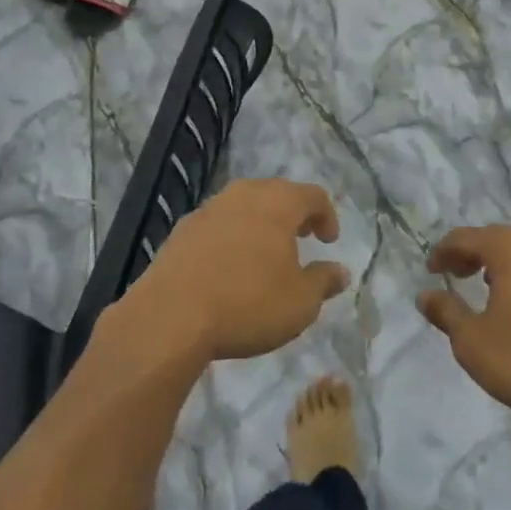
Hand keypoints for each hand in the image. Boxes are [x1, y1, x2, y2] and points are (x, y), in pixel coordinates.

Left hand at [123, 178, 347, 362]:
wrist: (170, 316)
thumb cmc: (248, 304)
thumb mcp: (300, 303)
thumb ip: (324, 282)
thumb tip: (340, 271)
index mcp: (278, 203)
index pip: (312, 196)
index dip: (326, 215)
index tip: (328, 241)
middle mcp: (244, 195)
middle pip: (276, 193)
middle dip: (293, 214)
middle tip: (301, 239)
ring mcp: (208, 209)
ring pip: (244, 206)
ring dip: (259, 224)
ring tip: (264, 254)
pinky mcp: (181, 229)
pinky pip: (217, 224)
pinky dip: (231, 237)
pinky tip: (228, 267)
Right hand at [418, 225, 510, 437]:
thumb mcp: (473, 342)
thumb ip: (446, 312)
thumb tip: (425, 295)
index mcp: (510, 248)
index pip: (466, 237)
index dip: (444, 251)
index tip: (430, 270)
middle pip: (498, 240)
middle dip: (473, 255)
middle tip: (456, 275)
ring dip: (504, 266)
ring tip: (489, 289)